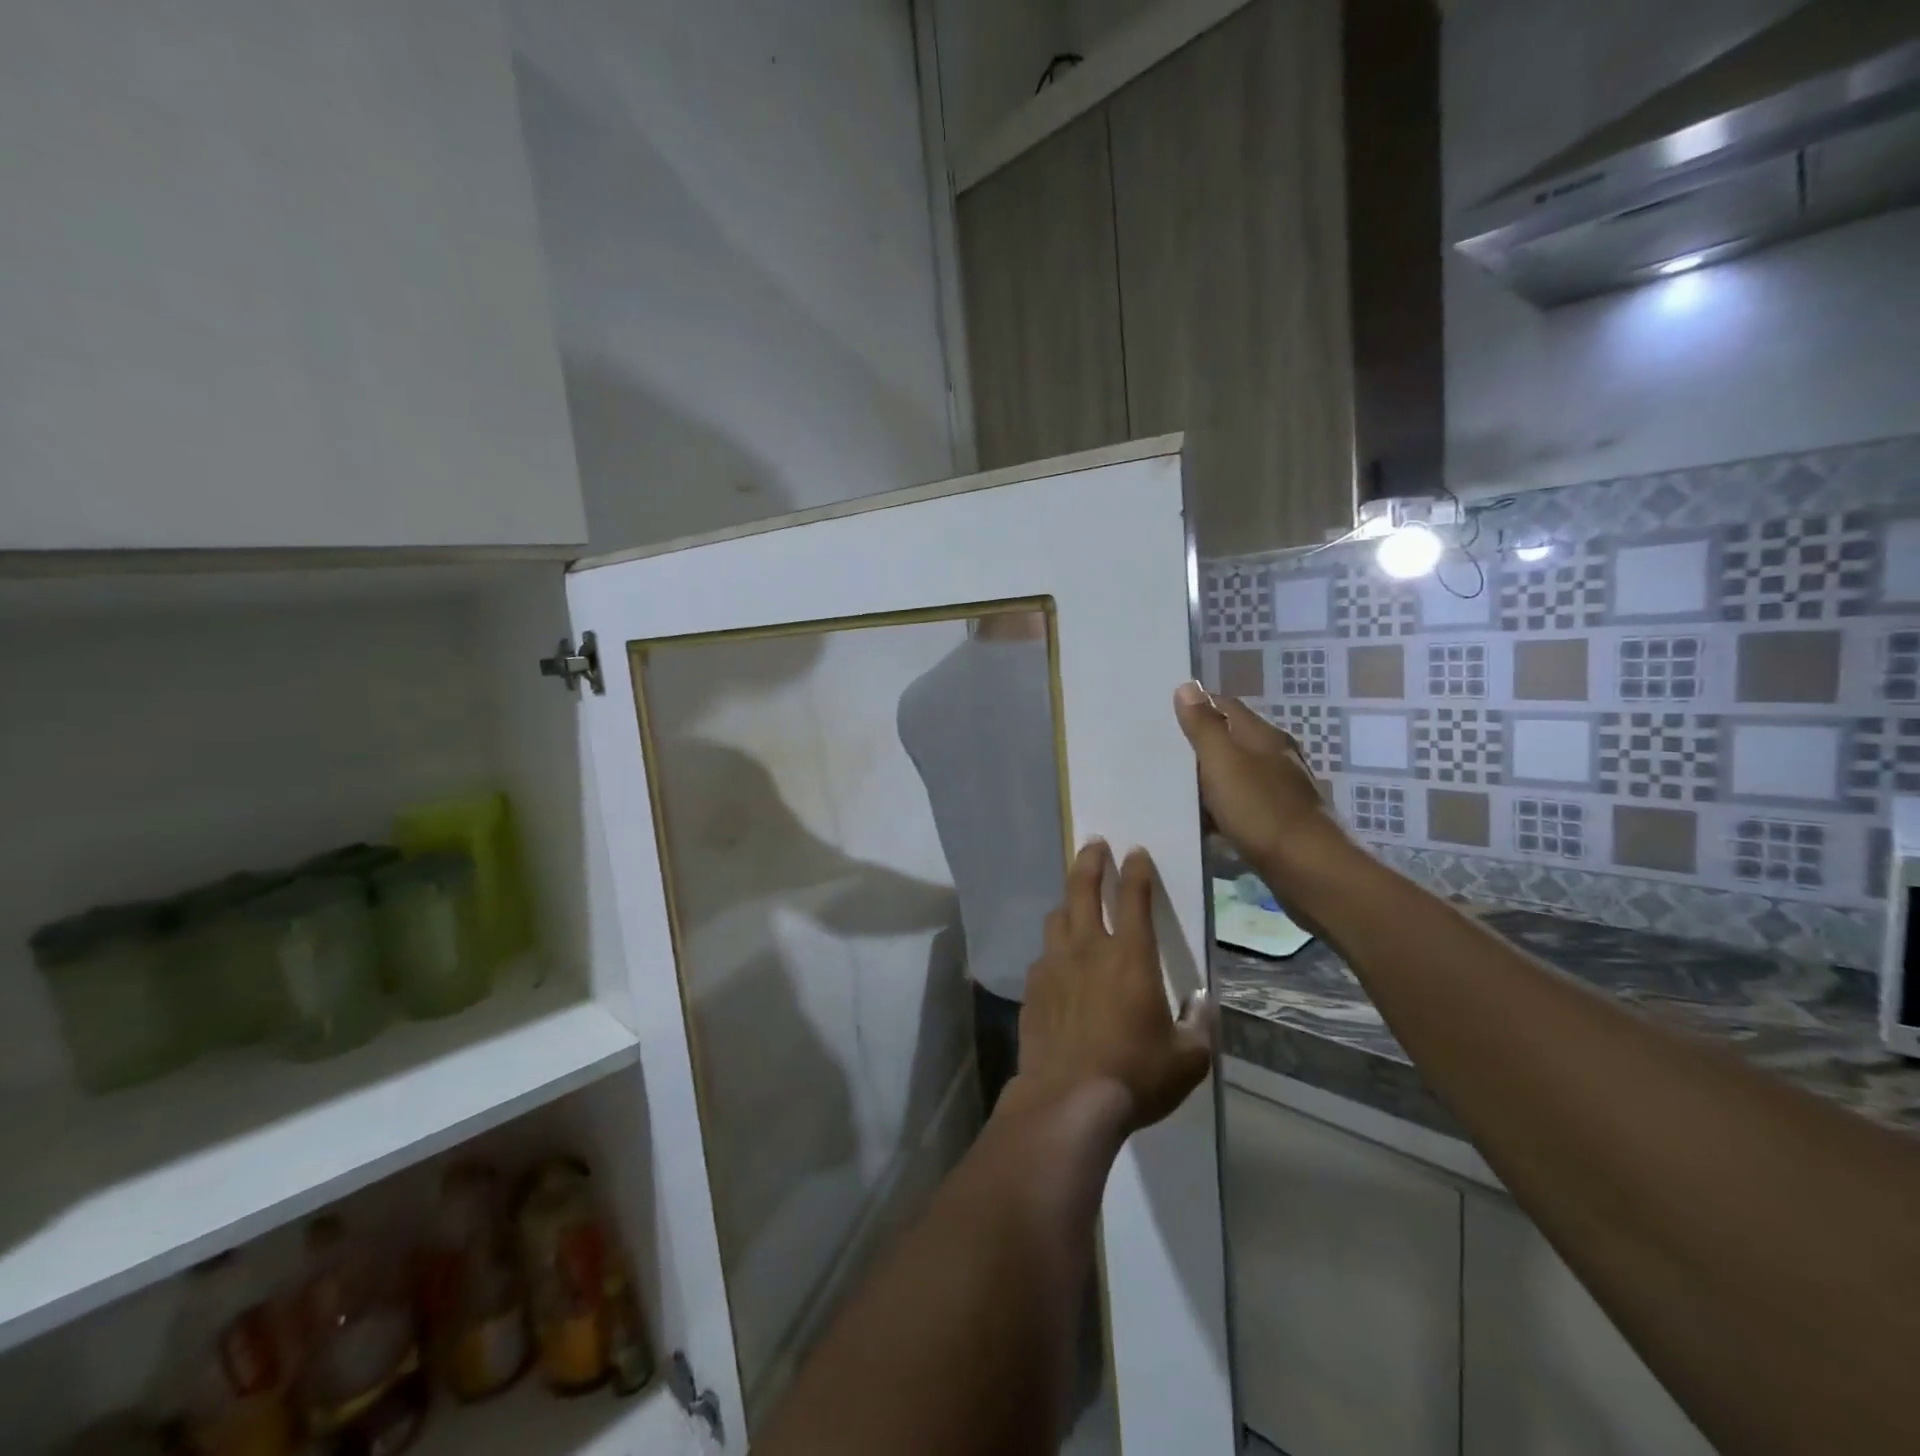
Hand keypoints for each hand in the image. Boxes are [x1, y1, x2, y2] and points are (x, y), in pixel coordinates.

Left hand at [1012, 840, 1214, 1133]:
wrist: (1067, 1100)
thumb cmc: (1134, 1075)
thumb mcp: (1187, 1059)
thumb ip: (1198, 1026)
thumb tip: (1202, 1006)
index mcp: (1130, 957)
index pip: (1134, 898)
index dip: (1136, 870)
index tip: (1135, 852)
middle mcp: (1088, 949)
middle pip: (1083, 889)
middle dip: (1090, 861)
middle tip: (1094, 844)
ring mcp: (1054, 965)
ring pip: (1058, 917)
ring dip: (1068, 900)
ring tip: (1074, 899)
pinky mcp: (1033, 987)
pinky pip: (1044, 954)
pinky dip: (1055, 946)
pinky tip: (1059, 960)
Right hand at [1173, 682, 1359, 897]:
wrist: (1308, 870)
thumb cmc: (1261, 810)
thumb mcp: (1223, 763)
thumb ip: (1204, 726)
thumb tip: (1187, 686)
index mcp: (1263, 736)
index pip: (1225, 706)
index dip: (1196, 705)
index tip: (1162, 714)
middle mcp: (1275, 757)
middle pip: (1231, 739)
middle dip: (1199, 743)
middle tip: (1159, 750)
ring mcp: (1279, 790)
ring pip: (1235, 774)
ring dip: (1208, 778)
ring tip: (1170, 785)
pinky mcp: (1278, 821)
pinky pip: (1240, 805)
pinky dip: (1219, 808)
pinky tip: (1200, 820)